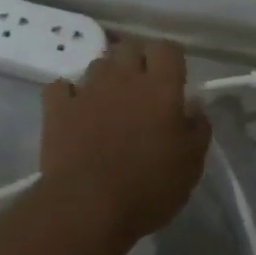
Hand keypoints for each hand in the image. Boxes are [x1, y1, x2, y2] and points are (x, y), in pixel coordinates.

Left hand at [39, 37, 210, 242]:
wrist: (87, 206)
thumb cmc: (148, 187)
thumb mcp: (191, 164)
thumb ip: (197, 128)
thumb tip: (193, 106)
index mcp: (160, 87)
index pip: (167, 48)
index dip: (171, 58)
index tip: (174, 77)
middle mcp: (123, 77)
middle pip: (130, 47)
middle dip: (138, 60)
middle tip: (143, 87)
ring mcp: (87, 90)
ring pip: (98, 64)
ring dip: (106, 76)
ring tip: (109, 101)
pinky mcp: (57, 108)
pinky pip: (61, 87)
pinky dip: (68, 94)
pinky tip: (74, 109)